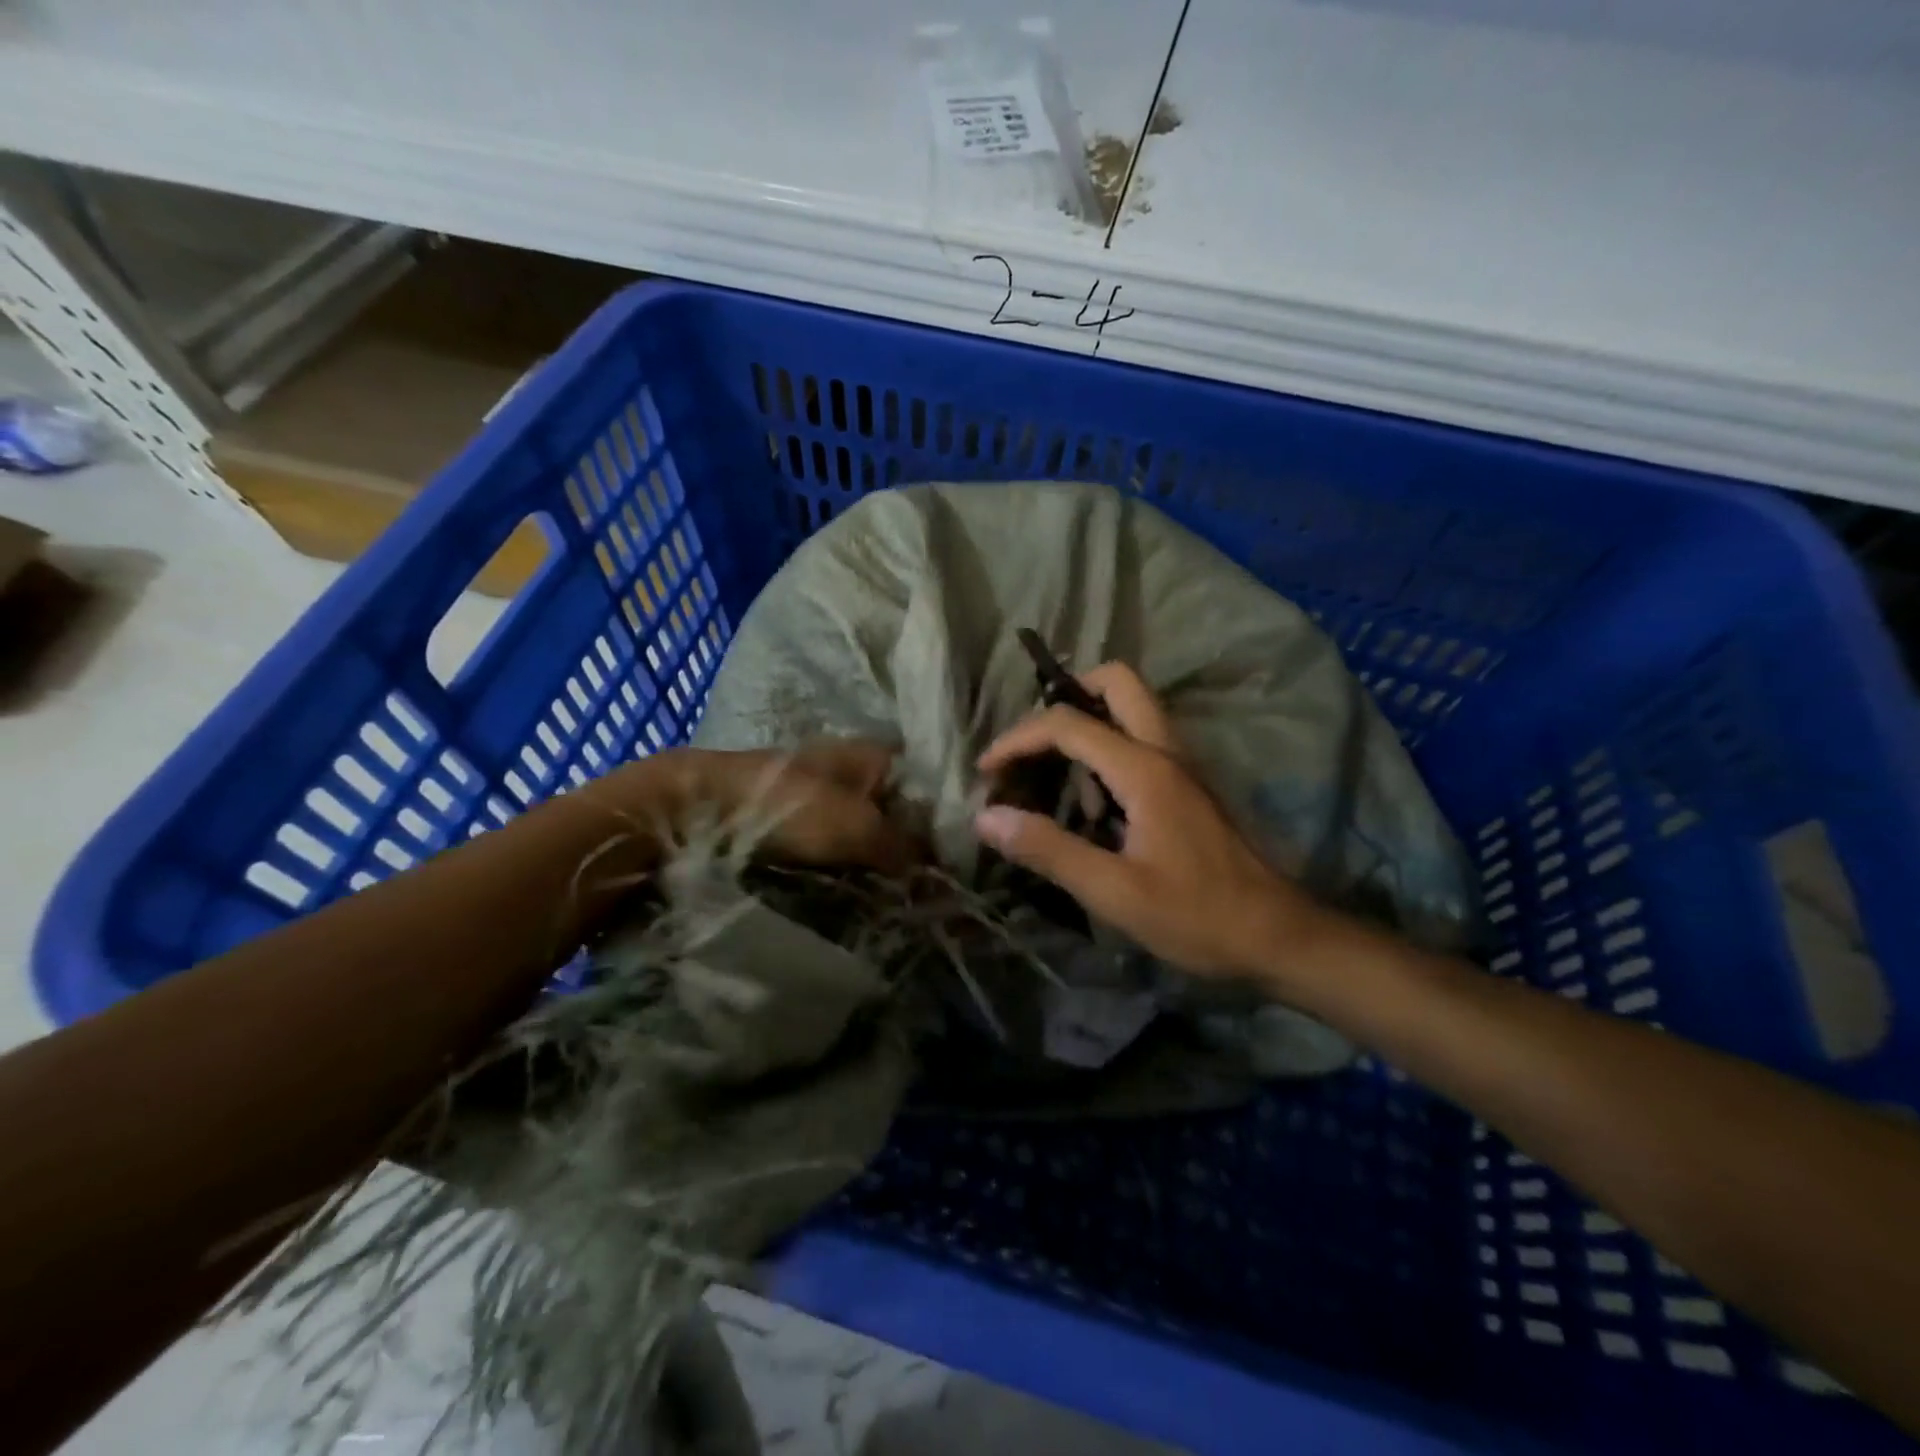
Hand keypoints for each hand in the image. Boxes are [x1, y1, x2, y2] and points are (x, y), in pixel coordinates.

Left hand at [591, 742, 918, 874]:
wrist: (699, 808)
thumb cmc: (788, 807)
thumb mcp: (856, 827)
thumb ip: (904, 848)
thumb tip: (939, 876)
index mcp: (873, 754)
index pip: (927, 781)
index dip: (942, 817)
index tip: (954, 859)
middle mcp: (851, 766)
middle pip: (897, 807)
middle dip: (910, 843)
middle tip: (925, 886)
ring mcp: (819, 790)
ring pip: (866, 825)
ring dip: (877, 856)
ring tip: (895, 894)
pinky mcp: (792, 816)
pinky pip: (835, 839)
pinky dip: (846, 860)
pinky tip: (855, 886)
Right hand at [973, 664, 1322, 977]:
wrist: (1278, 936)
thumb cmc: (1197, 917)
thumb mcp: (1114, 892)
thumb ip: (1049, 849)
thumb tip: (987, 818)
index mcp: (1145, 769)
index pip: (1068, 724)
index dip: (1018, 739)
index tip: (986, 771)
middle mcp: (1166, 751)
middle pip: (1117, 682)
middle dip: (1066, 695)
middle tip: (1032, 744)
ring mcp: (1182, 765)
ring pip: (1131, 709)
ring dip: (1086, 725)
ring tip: (1052, 780)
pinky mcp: (1188, 786)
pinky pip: (1140, 741)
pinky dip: (1106, 750)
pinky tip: (1092, 806)